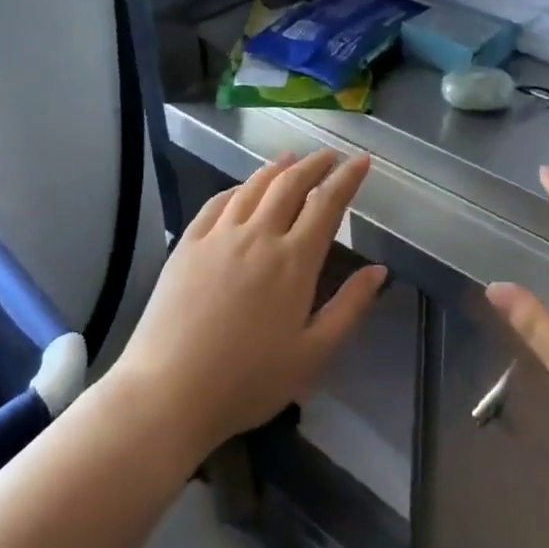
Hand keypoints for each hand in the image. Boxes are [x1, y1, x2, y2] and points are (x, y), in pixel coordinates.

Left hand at [112, 150, 386, 457]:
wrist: (169, 391)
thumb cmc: (248, 380)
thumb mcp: (313, 354)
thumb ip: (349, 308)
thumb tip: (379, 270)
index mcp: (294, 261)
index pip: (327, 204)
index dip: (347, 178)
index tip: (360, 160)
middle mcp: (258, 236)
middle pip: (290, 184)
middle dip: (314, 164)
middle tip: (329, 155)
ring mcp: (218, 236)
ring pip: (253, 187)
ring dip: (277, 168)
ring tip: (291, 159)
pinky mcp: (187, 244)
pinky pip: (217, 203)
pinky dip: (238, 188)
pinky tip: (242, 189)